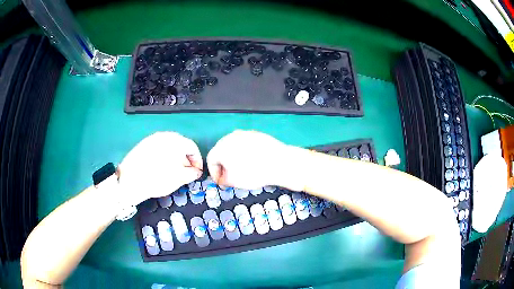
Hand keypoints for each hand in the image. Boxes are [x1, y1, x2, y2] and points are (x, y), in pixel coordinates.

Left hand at [118, 132, 202, 205]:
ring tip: (173, 171)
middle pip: (181, 145)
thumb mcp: (179, 178)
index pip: (193, 147)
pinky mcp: (143, 144)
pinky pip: (158, 148)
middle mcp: (164, 135)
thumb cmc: (158, 178)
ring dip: (175, 158)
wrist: (131, 180)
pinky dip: (164, 156)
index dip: (198, 160)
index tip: (197, 172)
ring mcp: (152, 139)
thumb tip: (196, 171)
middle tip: (186, 172)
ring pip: (169, 146)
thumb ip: (192, 173)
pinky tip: (160, 168)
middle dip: (186, 159)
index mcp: (176, 141)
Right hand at [207, 130, 296, 189]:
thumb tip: (223, 178)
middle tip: (229, 176)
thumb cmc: (253, 173)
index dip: (214, 173)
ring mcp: (244, 133)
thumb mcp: (234, 182)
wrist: (279, 162)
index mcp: (221, 147)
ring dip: (234, 158)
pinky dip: (245, 152)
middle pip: (221, 151)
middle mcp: (230, 137)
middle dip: (223, 165)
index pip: (211, 160)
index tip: (221, 182)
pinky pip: (246, 144)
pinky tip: (253, 161)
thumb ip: (223, 180)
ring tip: (242, 169)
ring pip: (234, 147)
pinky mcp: (256, 134)